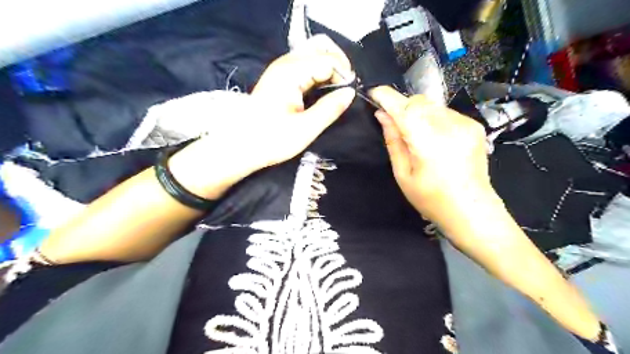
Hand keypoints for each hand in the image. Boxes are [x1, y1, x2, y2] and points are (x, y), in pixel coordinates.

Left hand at [168, 36, 353, 199]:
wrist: (241, 146)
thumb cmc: (271, 140)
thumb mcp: (305, 129)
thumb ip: (330, 108)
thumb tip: (350, 93)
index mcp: (291, 73)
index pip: (328, 60)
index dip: (344, 74)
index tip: (350, 93)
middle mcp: (285, 63)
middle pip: (320, 46)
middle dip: (338, 62)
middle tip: (346, 87)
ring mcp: (280, 68)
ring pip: (313, 53)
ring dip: (329, 66)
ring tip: (338, 88)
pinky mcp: (279, 77)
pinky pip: (305, 63)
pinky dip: (319, 71)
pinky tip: (323, 88)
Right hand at [371, 86, 490, 223]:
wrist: (472, 210)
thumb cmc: (431, 199)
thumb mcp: (403, 174)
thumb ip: (393, 141)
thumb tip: (382, 116)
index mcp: (428, 142)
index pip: (403, 108)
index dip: (386, 97)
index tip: (374, 93)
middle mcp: (449, 127)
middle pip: (418, 101)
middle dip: (402, 106)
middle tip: (394, 124)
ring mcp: (465, 124)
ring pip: (432, 105)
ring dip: (417, 113)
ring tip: (416, 136)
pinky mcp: (474, 126)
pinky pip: (445, 112)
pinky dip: (433, 118)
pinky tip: (434, 138)